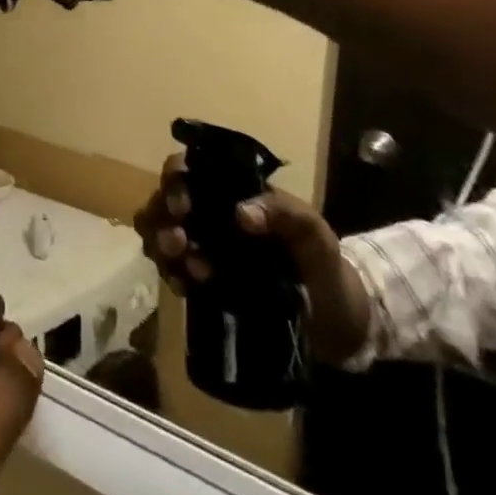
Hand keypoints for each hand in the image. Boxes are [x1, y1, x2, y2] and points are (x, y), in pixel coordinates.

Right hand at [132, 154, 370, 361]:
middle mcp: (210, 214)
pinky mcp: (201, 281)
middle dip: (161, 218)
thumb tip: (241, 213)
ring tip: (183, 270)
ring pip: (160, 232)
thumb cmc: (325, 267)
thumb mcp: (314, 235)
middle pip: (165, 201)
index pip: (190, 169)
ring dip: (160, 246)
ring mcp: (203, 247)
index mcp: (233, 193)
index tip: (183, 207)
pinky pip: (171, 269)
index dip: (176, 181)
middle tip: (177, 242)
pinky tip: (184, 288)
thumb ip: (284, 215)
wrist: (335, 325)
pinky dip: (170, 275)